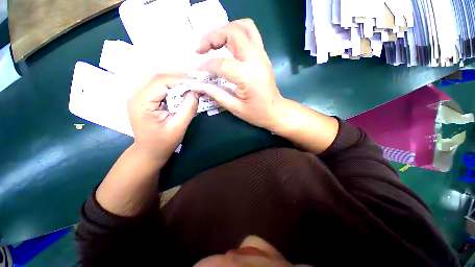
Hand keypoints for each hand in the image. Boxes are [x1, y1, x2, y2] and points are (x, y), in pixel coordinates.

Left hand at [127, 74, 197, 165]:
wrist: (149, 151)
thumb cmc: (163, 143)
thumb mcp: (178, 127)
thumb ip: (188, 109)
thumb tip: (196, 92)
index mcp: (141, 103)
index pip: (160, 81)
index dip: (180, 79)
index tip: (197, 82)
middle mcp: (136, 94)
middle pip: (157, 75)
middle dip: (178, 76)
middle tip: (195, 80)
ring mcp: (138, 95)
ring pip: (157, 76)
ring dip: (175, 77)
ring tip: (190, 82)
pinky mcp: (144, 97)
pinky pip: (158, 83)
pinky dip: (171, 82)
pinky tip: (181, 86)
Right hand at [194, 19, 283, 129]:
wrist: (275, 111)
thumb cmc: (256, 113)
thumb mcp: (235, 107)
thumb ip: (216, 94)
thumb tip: (198, 84)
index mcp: (248, 76)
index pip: (221, 63)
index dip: (205, 65)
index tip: (196, 69)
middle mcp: (256, 60)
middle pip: (233, 33)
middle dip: (212, 36)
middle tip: (200, 49)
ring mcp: (262, 55)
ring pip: (244, 27)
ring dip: (225, 30)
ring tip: (213, 43)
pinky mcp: (263, 55)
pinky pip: (250, 34)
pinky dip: (236, 33)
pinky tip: (227, 45)